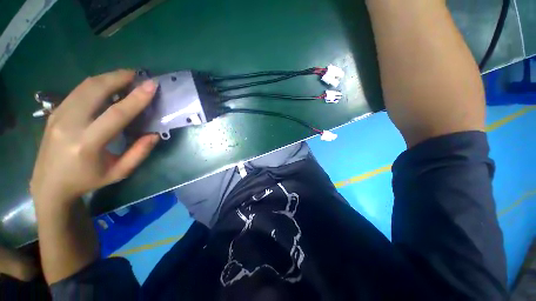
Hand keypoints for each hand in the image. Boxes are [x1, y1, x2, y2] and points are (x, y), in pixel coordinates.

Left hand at [30, 70, 158, 205]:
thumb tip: (155, 134)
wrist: (49, 185)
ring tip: (126, 77)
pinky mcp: (54, 112)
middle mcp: (69, 124)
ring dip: (108, 77)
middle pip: (95, 90)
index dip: (136, 98)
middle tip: (138, 75)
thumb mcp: (119, 172)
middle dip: (119, 77)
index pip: (116, 114)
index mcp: (87, 144)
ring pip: (85, 86)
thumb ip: (139, 153)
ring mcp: (58, 115)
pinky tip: (108, 87)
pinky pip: (78, 91)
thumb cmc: (88, 180)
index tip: (152, 85)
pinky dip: (97, 84)